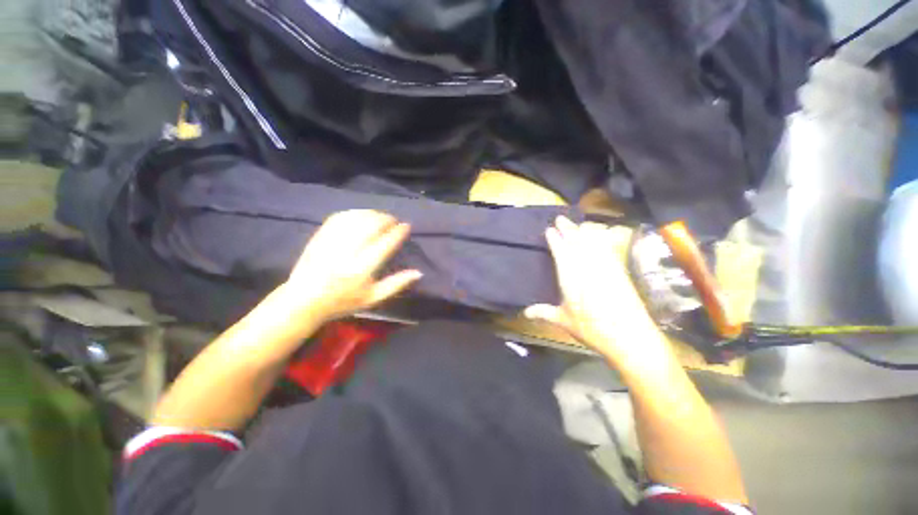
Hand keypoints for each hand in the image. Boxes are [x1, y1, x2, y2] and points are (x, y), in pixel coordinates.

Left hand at [284, 210, 421, 322]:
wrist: (303, 300)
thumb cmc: (342, 302)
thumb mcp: (373, 298)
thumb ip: (396, 284)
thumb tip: (419, 272)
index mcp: (361, 270)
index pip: (384, 244)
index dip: (397, 233)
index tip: (406, 226)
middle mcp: (347, 253)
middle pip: (371, 226)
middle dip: (386, 219)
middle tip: (394, 220)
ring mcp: (331, 242)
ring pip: (356, 219)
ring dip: (372, 214)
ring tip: (381, 217)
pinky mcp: (320, 237)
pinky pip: (340, 217)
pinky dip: (354, 213)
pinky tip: (362, 215)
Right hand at [524, 217, 671, 367]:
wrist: (630, 337)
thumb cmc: (592, 329)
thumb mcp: (564, 321)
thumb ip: (544, 312)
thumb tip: (525, 312)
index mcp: (570, 277)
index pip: (561, 251)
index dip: (555, 238)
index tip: (549, 229)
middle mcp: (587, 267)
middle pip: (577, 242)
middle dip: (568, 228)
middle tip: (560, 219)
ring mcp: (605, 267)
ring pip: (592, 242)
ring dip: (583, 231)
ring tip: (576, 225)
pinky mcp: (619, 271)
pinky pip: (607, 249)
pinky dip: (601, 240)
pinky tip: (599, 236)